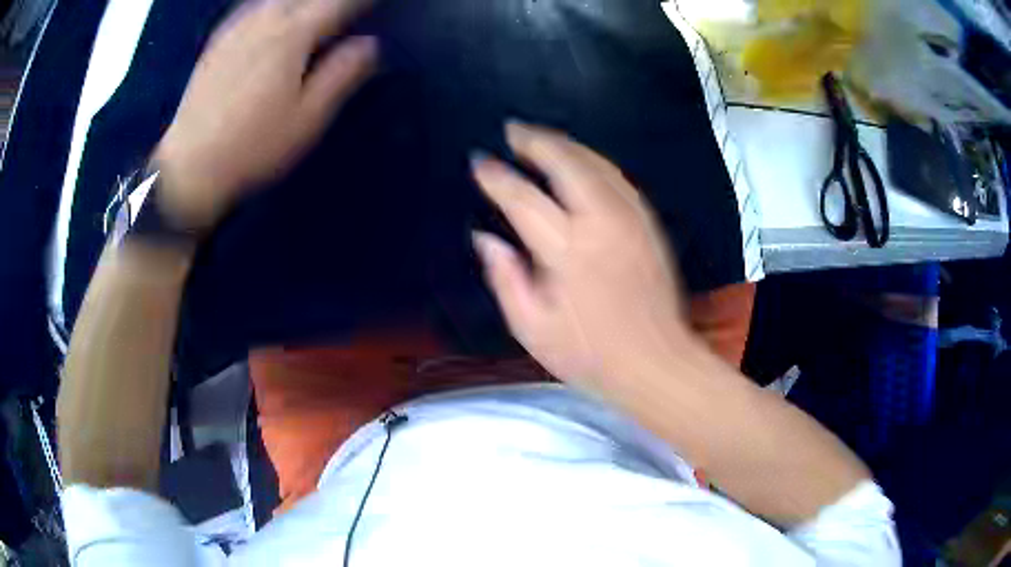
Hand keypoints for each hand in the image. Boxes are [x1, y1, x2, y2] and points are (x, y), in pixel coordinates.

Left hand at [152, 0, 376, 230]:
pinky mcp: (216, 44)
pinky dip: (266, 5)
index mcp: (292, 35)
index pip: (335, 4)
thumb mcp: (308, 117)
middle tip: (342, 9)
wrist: (191, 167)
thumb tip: (369, 44)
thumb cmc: (254, 146)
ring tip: (309, 8)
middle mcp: (263, 22)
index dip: (358, 1)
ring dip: (297, 0)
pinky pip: (247, 8)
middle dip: (326, 1)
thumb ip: (341, 74)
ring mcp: (235, 31)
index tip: (371, 3)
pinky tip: (269, 12)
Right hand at [473, 123, 690, 387]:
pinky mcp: (648, 224)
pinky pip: (617, 177)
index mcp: (568, 251)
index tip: (479, 162)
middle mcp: (601, 223)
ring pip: (595, 163)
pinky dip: (593, 160)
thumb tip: (485, 238)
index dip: (497, 177)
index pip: (523, 198)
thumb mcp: (532, 329)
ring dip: (565, 144)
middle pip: (566, 163)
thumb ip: (506, 278)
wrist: (656, 362)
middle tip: (512, 129)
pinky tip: (580, 161)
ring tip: (540, 137)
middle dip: (535, 140)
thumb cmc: (590, 354)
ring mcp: (630, 219)